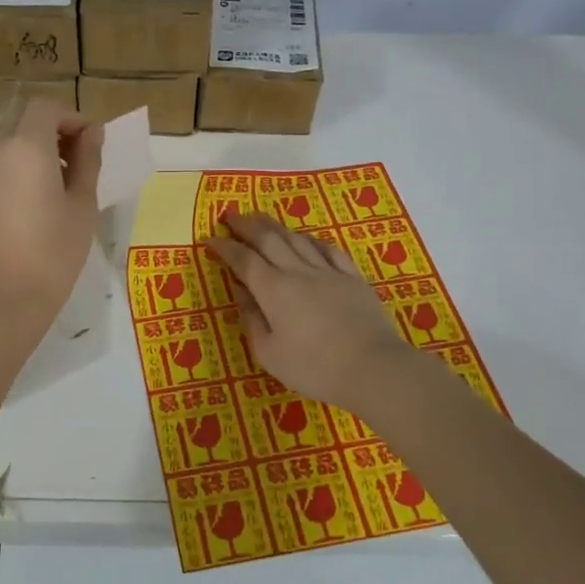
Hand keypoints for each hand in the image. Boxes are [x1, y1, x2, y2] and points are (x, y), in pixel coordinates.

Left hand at [0, 98, 102, 327]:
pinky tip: (34, 206)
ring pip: (9, 145)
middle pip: (24, 122)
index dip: (71, 117)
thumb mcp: (83, 204)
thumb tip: (92, 134)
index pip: (45, 108)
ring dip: (36, 152)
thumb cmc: (55, 251)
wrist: (6, 297)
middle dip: (54, 132)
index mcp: (27, 148)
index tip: (91, 143)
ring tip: (60, 188)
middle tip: (79, 163)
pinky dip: (18, 171)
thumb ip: (88, 161)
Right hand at [205, 213, 421, 410]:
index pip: (243, 260)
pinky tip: (306, 238)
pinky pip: (328, 249)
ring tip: (261, 219)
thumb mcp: (270, 354)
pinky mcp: (352, 277)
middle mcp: (298, 272)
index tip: (210, 239)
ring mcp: (328, 271)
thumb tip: (241, 294)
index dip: (225, 247)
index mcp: (273, 290)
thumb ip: (252, 321)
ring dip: (275, 226)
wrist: (374, 367)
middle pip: (268, 239)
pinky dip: (311, 239)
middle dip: (246, 225)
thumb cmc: (315, 368)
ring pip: (296, 238)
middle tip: (231, 216)